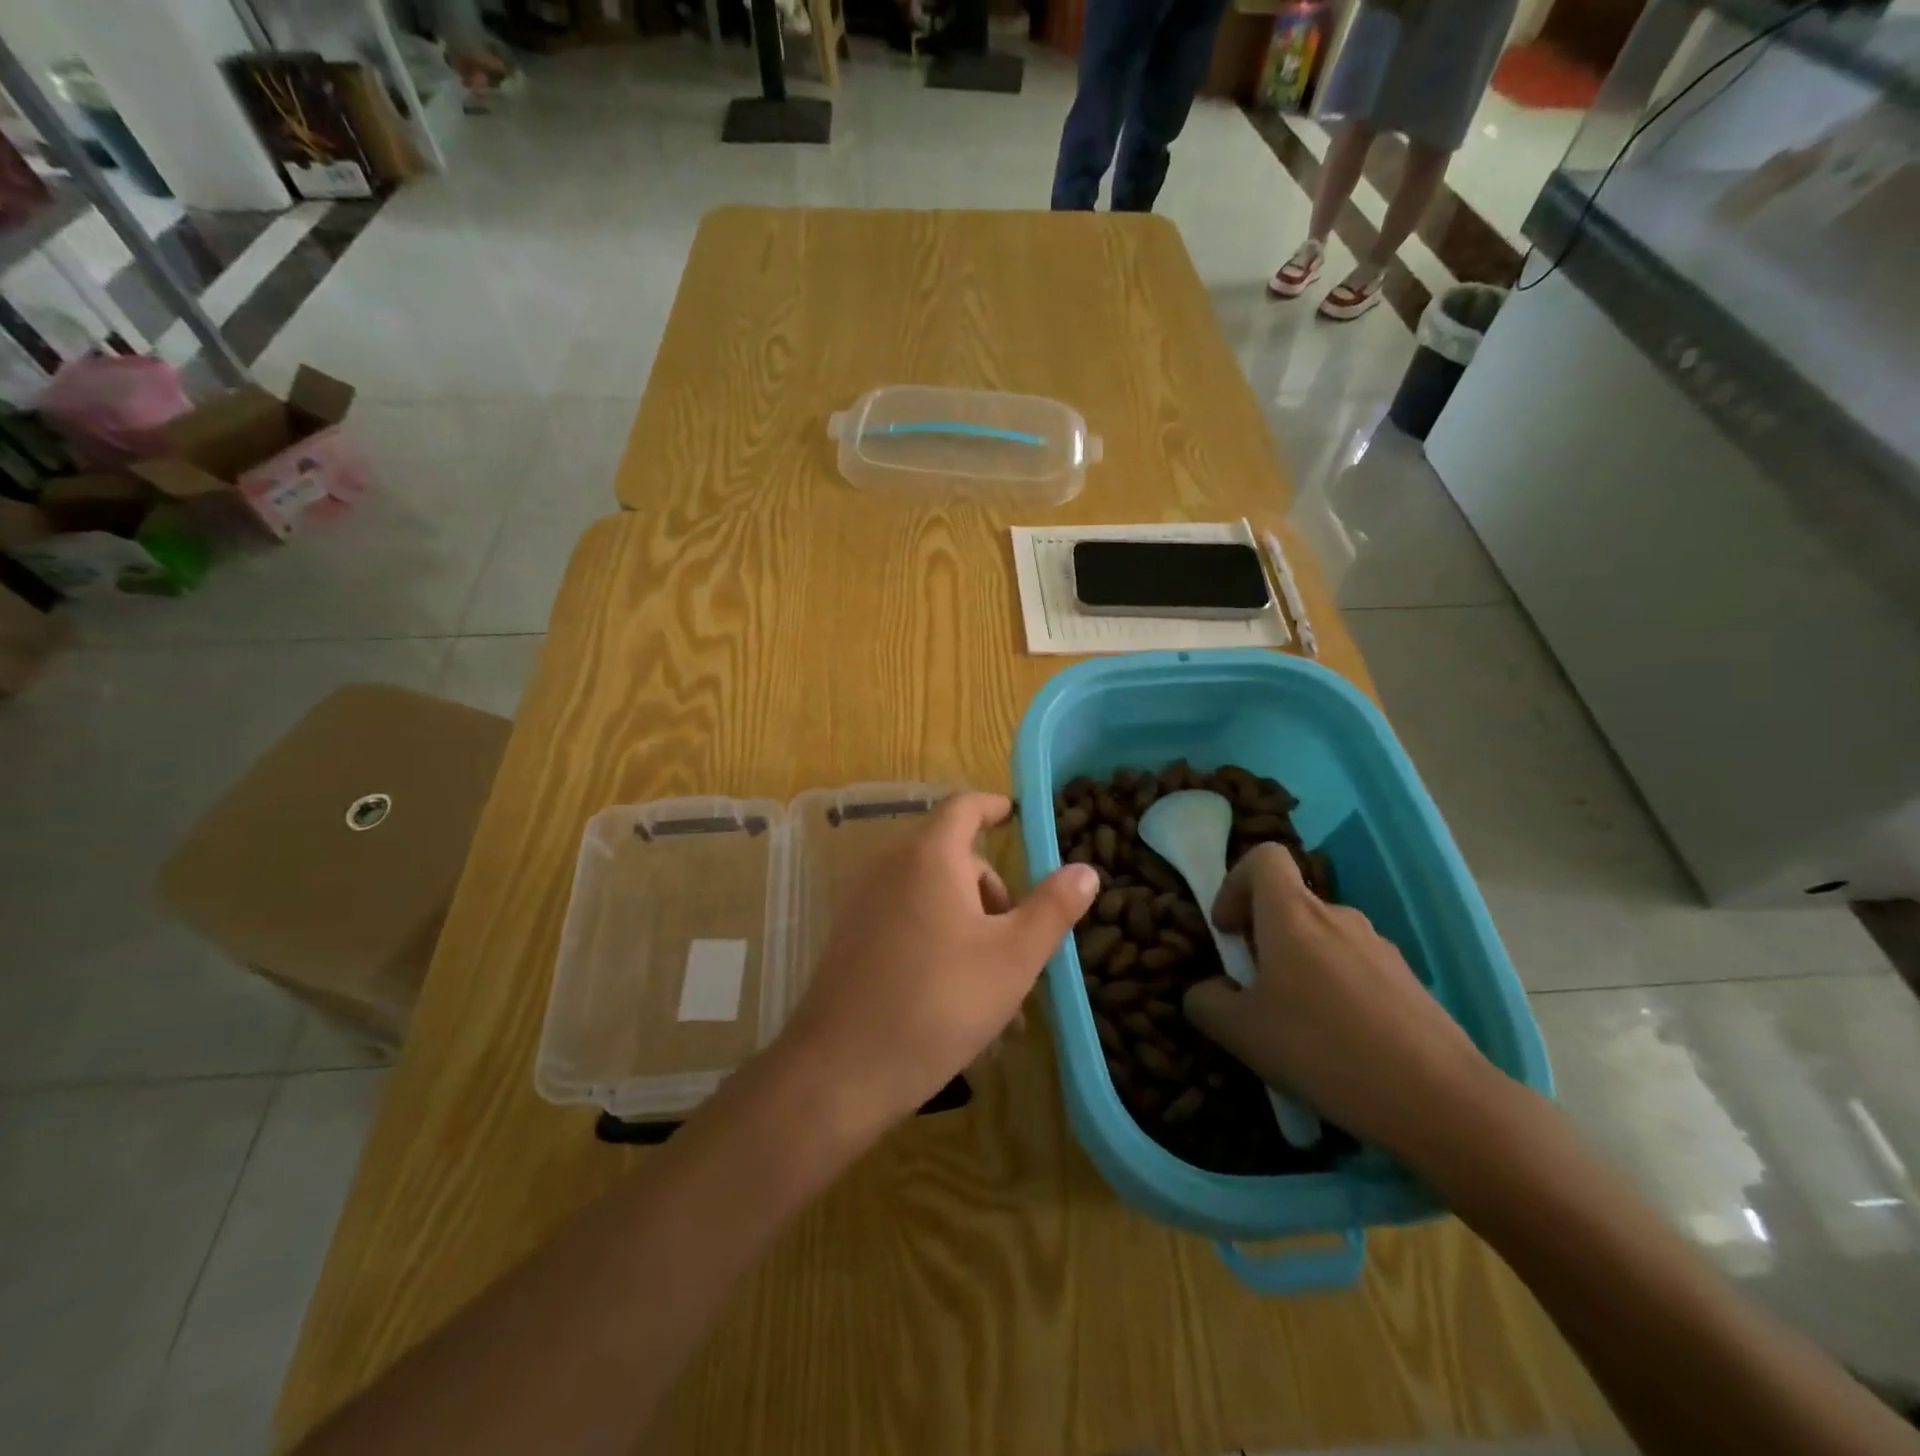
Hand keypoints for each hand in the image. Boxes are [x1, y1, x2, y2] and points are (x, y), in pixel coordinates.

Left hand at [779, 792, 1099, 1138]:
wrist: (843, 1069)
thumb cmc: (940, 1002)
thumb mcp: (1013, 957)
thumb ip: (1052, 908)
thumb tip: (1085, 869)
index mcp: (930, 857)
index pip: (964, 807)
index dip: (993, 807)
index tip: (1016, 818)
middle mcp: (892, 868)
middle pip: (954, 859)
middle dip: (993, 893)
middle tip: (1021, 942)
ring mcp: (866, 904)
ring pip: (934, 897)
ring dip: (972, 928)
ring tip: (999, 990)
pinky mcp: (853, 939)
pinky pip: (908, 923)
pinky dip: (940, 942)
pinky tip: (959, 1001)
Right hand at [1182, 843, 1496, 1161]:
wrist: (1441, 1100)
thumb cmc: (1323, 1050)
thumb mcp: (1240, 1033)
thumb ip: (1206, 1002)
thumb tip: (1207, 991)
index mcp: (1292, 914)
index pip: (1263, 858)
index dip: (1235, 883)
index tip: (1229, 931)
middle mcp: (1338, 916)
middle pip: (1290, 904)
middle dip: (1264, 938)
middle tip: (1255, 992)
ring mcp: (1380, 947)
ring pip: (1323, 940)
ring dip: (1300, 968)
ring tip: (1297, 1029)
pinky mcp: (1409, 982)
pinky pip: (1356, 970)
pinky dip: (1336, 992)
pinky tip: (1340, 1048)